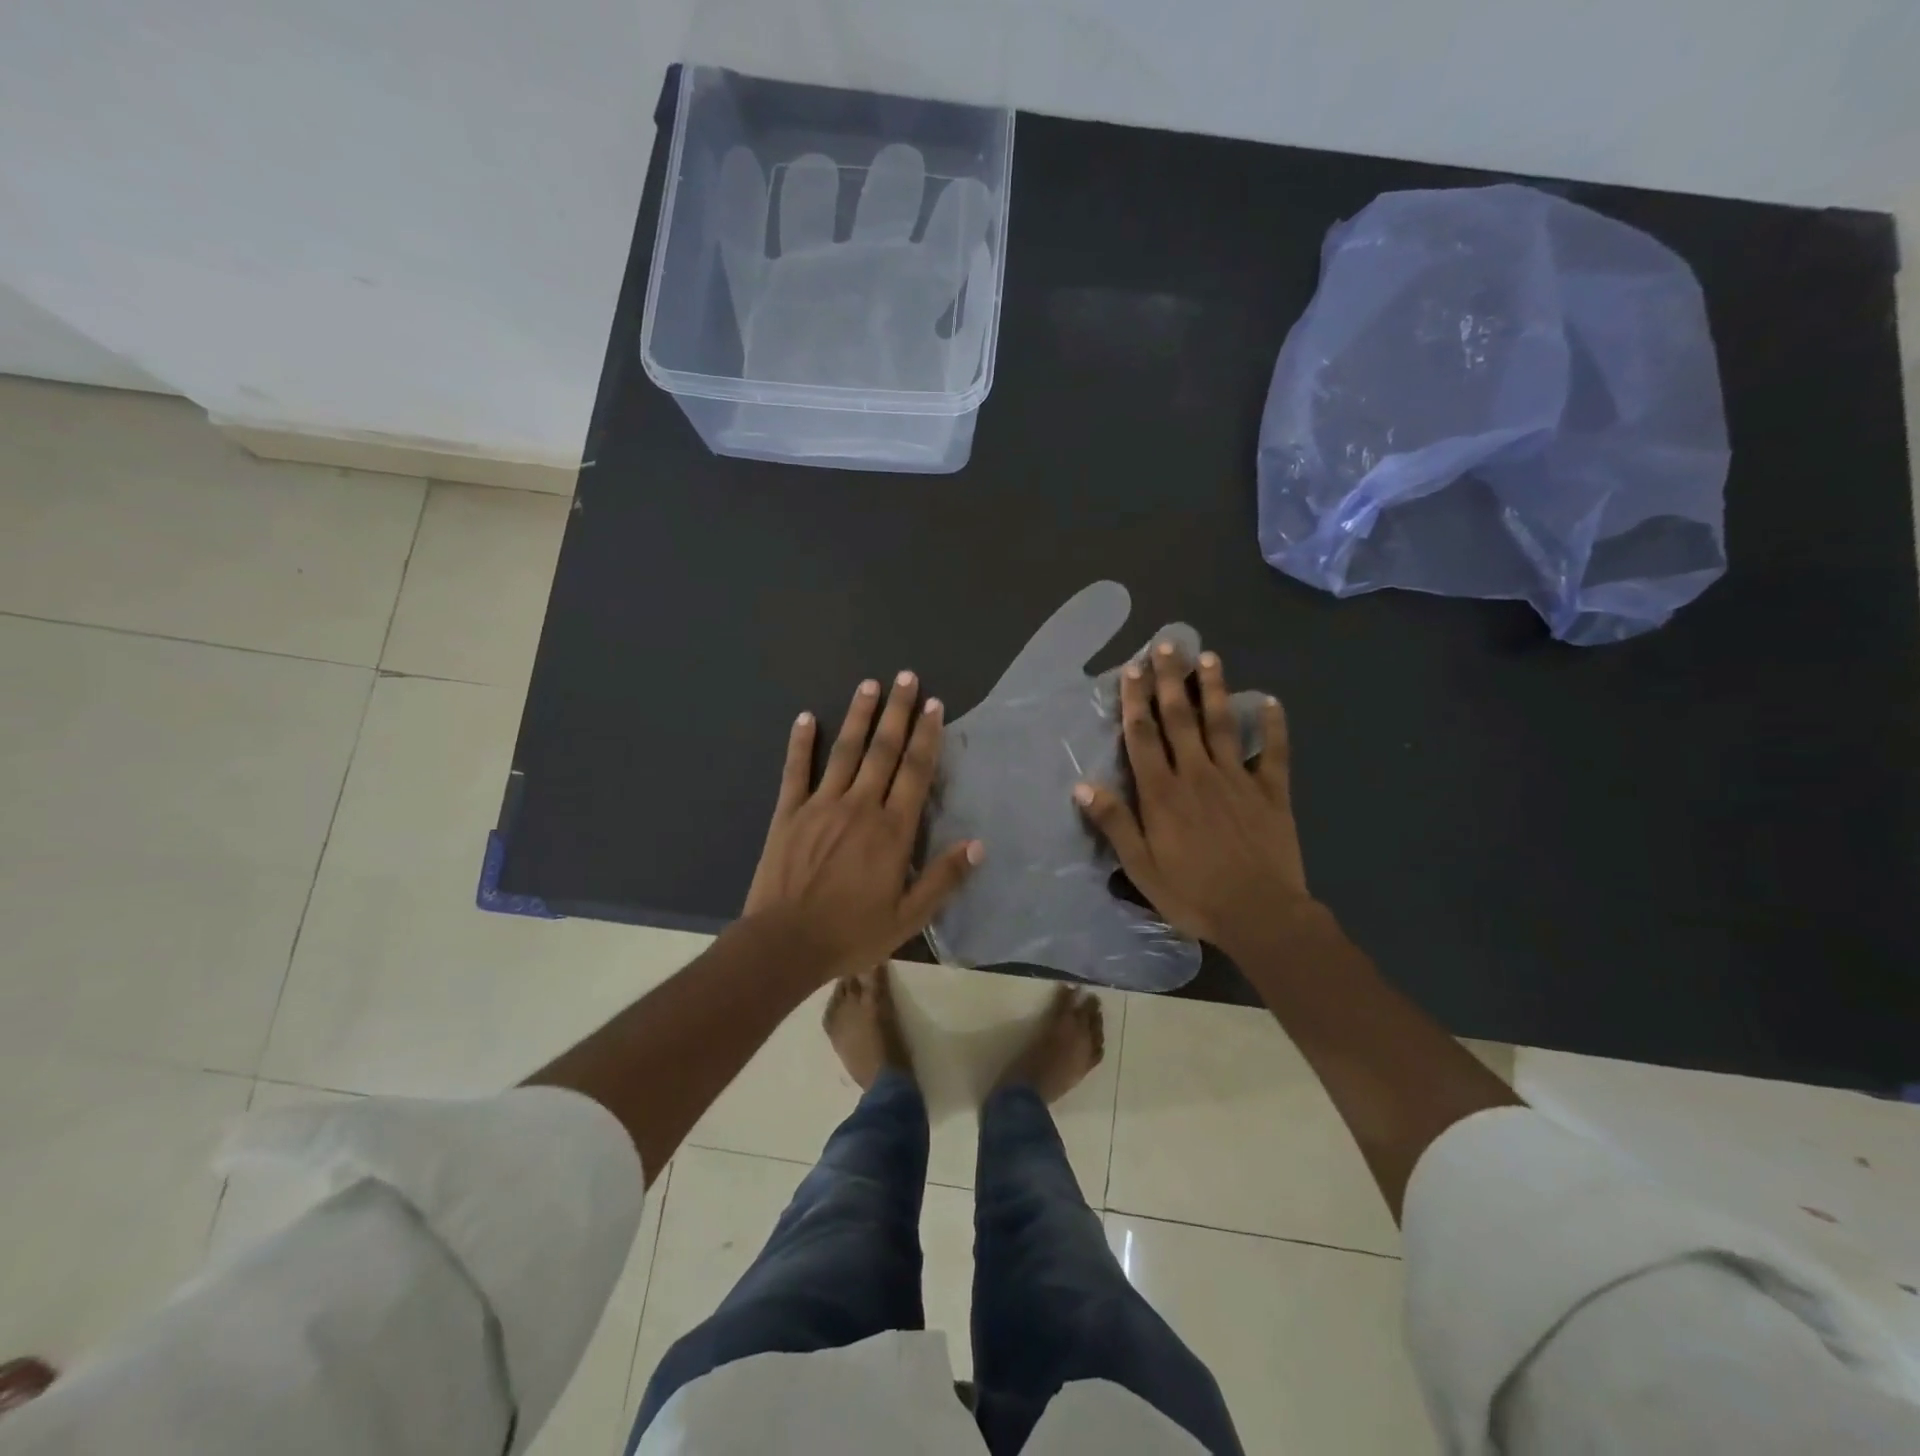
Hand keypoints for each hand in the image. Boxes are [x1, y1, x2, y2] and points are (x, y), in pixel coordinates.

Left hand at [744, 672, 981, 981]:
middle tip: (906, 677)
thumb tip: (978, 845)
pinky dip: (800, 742)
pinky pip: (795, 770)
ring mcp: (821, 805)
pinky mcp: (788, 812)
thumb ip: (943, 879)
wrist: (784, 944)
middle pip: (883, 750)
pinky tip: (805, 717)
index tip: (934, 705)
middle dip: (897, 712)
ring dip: (859, 716)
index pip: (915, 772)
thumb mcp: (907, 917)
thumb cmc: (851, 933)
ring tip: (869, 684)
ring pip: (844, 751)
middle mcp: (860, 806)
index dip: (927, 736)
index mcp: (892, 830)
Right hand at [1073, 646, 1312, 958]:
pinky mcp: (1272, 792)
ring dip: (1213, 689)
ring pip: (1222, 724)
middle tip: (1167, 645)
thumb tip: (1083, 785)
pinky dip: (1272, 726)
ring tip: (1208, 657)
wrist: (1260, 915)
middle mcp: (1198, 775)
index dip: (1135, 701)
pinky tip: (1269, 701)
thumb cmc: (1193, 894)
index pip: (1144, 736)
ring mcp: (1238, 780)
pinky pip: (1272, 752)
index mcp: (1163, 793)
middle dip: (1171, 680)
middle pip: (1180, 719)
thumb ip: (1115, 823)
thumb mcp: (1141, 867)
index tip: (1132, 669)